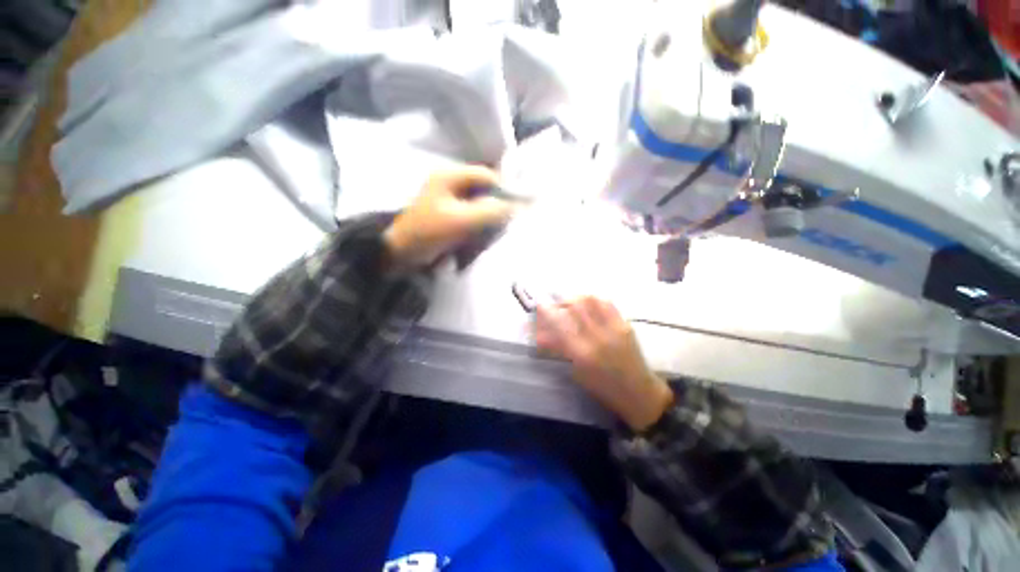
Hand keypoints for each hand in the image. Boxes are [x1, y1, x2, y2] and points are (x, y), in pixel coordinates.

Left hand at [384, 165, 514, 267]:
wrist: (399, 255)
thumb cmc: (429, 233)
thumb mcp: (462, 220)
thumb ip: (492, 211)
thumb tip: (518, 206)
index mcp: (450, 176)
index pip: (487, 176)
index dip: (505, 189)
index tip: (518, 207)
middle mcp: (450, 184)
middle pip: (484, 191)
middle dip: (496, 207)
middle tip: (506, 223)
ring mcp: (448, 201)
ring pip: (479, 205)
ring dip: (487, 220)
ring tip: (493, 234)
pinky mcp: (447, 217)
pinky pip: (471, 218)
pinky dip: (478, 227)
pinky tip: (480, 239)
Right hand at [535, 296, 673, 431]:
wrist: (638, 392)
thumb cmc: (602, 387)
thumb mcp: (576, 371)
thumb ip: (560, 350)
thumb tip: (541, 335)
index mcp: (582, 354)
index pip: (558, 324)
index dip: (546, 312)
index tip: (539, 306)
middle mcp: (597, 337)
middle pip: (575, 306)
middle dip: (562, 302)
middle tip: (557, 306)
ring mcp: (613, 329)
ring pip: (591, 300)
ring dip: (578, 299)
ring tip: (573, 303)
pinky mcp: (625, 325)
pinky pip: (607, 304)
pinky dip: (594, 300)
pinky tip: (589, 304)